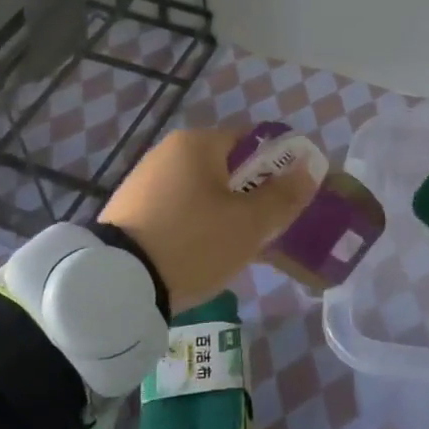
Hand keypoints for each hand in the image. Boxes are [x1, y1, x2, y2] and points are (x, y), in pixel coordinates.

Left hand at [101, 127, 318, 310]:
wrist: (117, 285)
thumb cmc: (193, 242)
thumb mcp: (249, 223)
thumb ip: (284, 195)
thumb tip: (310, 167)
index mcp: (197, 143)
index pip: (252, 142)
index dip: (279, 167)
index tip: (291, 199)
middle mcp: (168, 152)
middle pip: (227, 168)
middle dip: (252, 196)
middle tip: (268, 229)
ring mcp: (145, 181)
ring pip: (203, 192)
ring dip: (225, 214)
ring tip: (238, 249)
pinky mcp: (130, 210)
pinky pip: (179, 210)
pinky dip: (197, 226)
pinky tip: (203, 255)